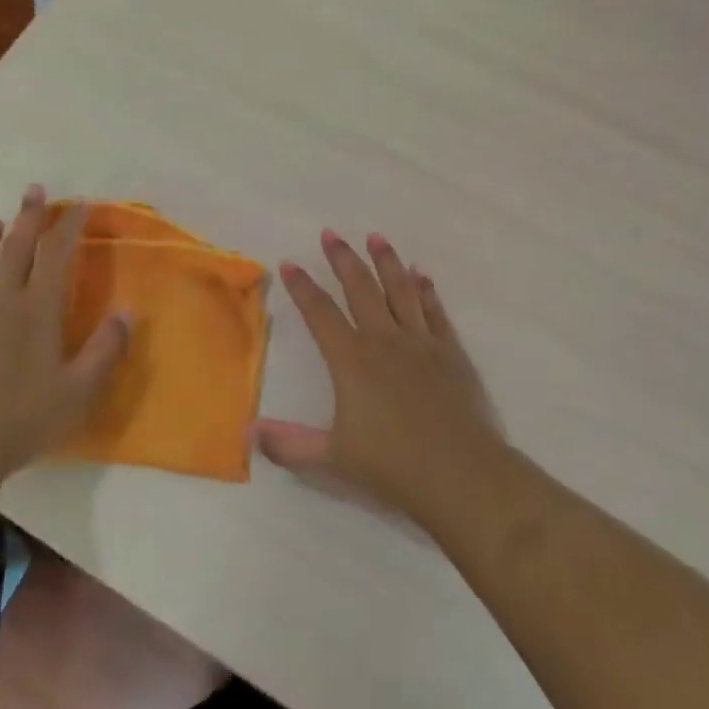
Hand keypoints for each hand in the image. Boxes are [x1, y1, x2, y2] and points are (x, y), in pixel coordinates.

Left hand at [0, 185, 129, 482]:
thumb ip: (106, 349)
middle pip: (15, 247)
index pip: (56, 255)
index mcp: (37, 311)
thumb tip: (127, 311)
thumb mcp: (79, 392)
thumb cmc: (23, 421)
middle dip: (29, 216)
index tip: (79, 205)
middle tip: (34, 191)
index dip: (69, 226)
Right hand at [258, 230, 504, 524]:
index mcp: (352, 360)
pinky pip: (435, 311)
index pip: (320, 314)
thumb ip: (288, 444)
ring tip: (376, 238)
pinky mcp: (451, 352)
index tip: (290, 263)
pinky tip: (421, 274)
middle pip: (361, 289)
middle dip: (343, 259)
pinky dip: (427, 289)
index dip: (303, 287)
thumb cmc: (392, 467)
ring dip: (386, 262)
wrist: (461, 474)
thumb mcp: (331, 460)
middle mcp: (385, 340)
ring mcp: (421, 342)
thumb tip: (248, 432)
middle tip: (331, 234)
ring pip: (401, 290)